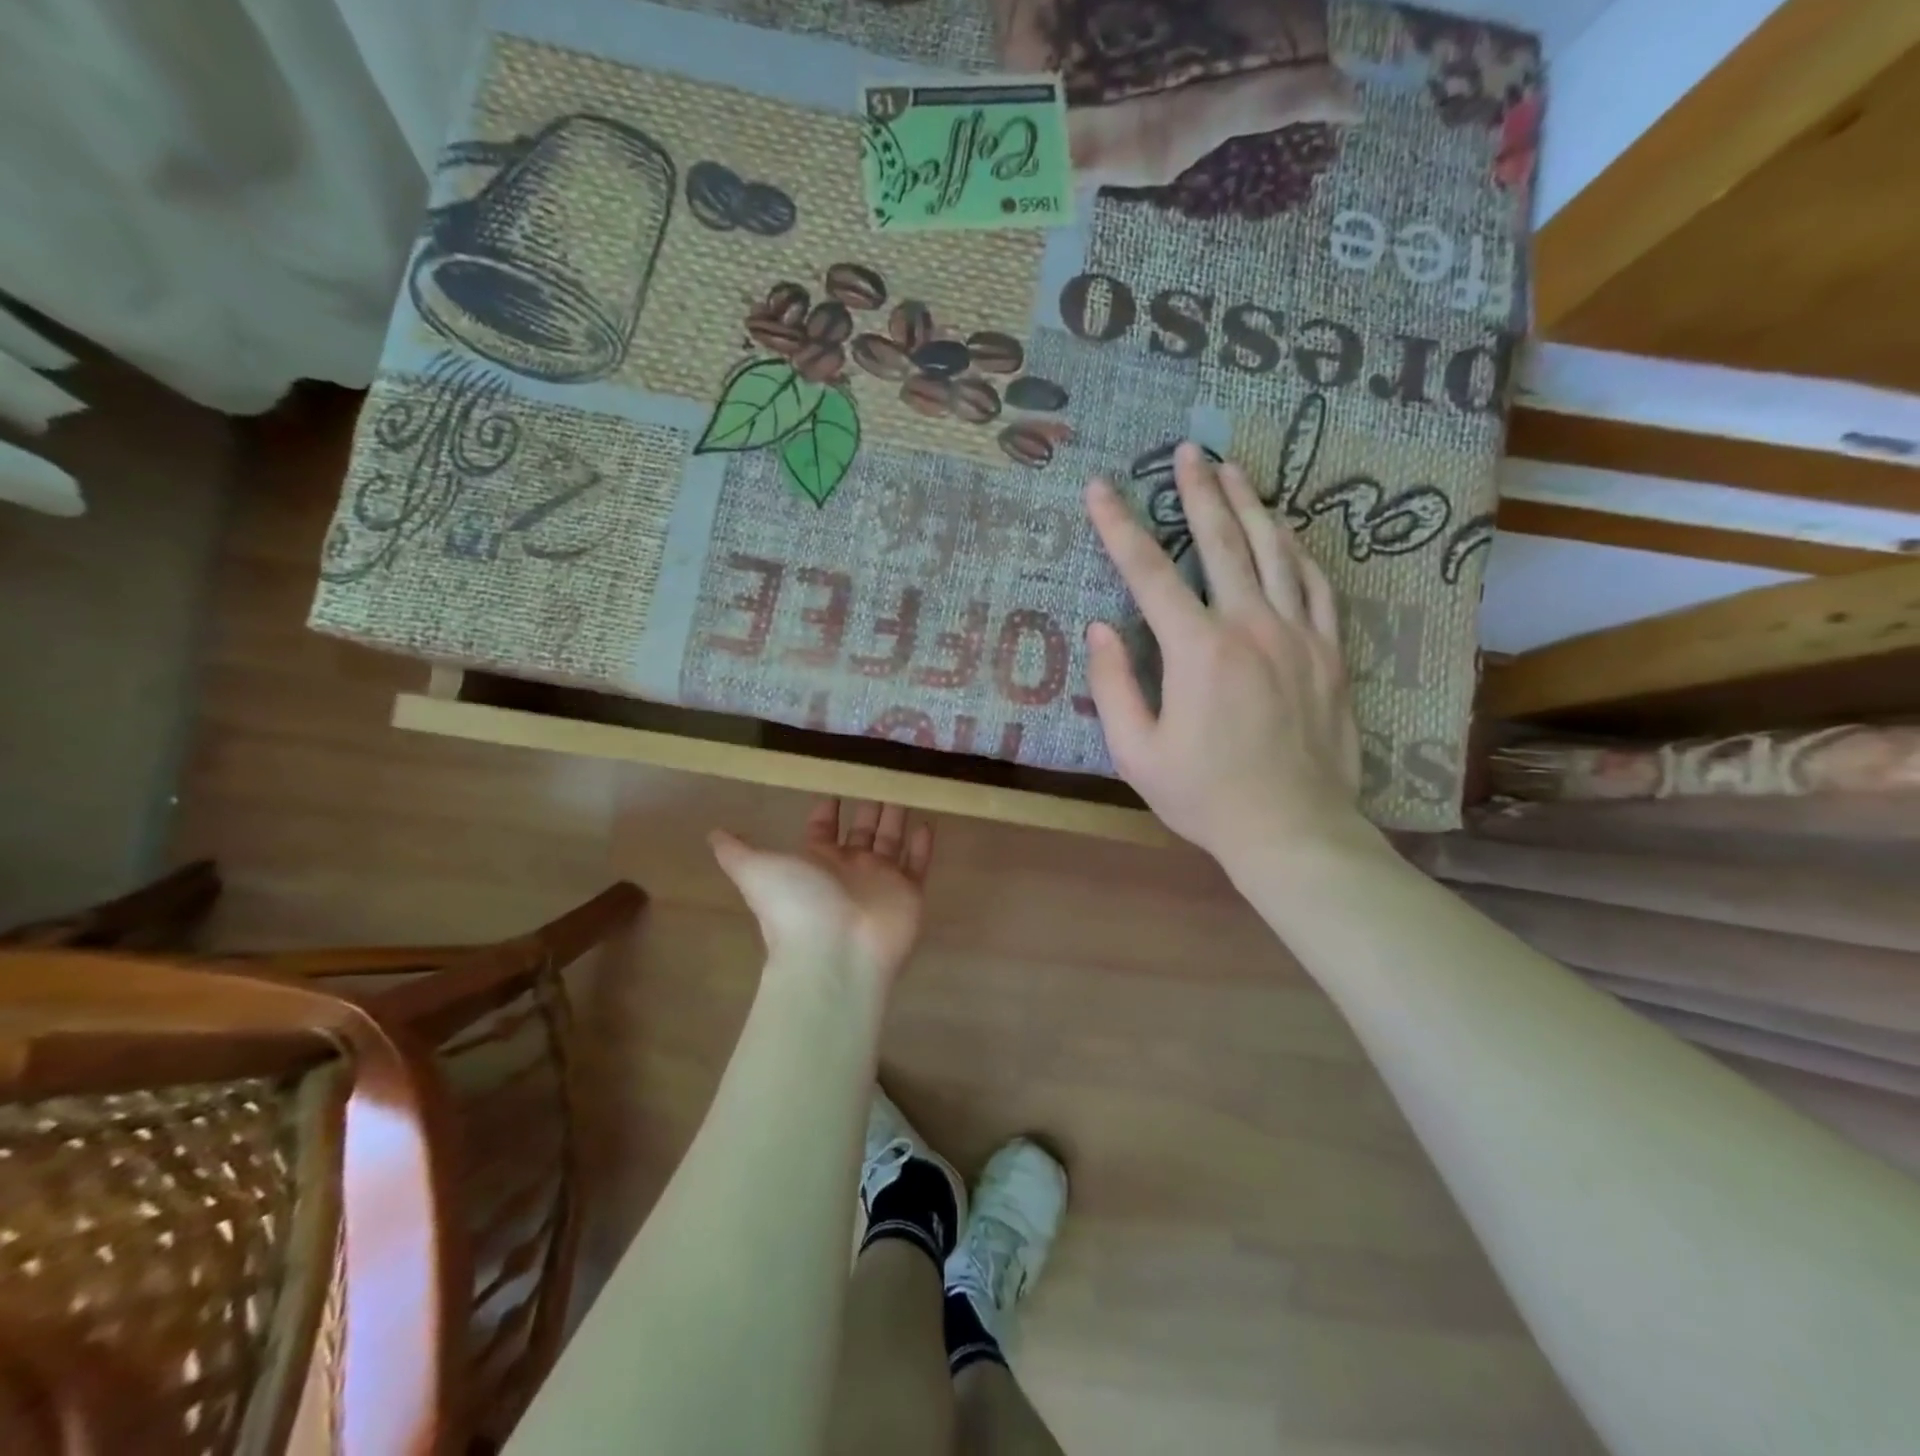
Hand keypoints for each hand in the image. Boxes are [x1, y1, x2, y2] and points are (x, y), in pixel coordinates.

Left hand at [711, 799, 935, 987]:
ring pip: (891, 841)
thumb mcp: (756, 871)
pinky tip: (928, 821)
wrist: (835, 953)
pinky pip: (919, 863)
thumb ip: (737, 851)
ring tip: (905, 785)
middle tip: (880, 772)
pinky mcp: (909, 892)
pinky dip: (923, 844)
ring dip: (896, 816)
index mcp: (816, 861)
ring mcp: (881, 880)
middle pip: (861, 830)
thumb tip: (712, 833)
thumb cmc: (797, 906)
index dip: (828, 807)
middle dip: (869, 804)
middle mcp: (849, 868)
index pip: (823, 827)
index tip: (838, 779)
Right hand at [1084, 442, 1365, 870]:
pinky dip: (1297, 551)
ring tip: (1235, 469)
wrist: (1293, 830)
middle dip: (1198, 491)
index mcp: (1198, 651)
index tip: (1100, 488)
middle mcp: (1251, 626)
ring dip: (1251, 505)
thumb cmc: (1204, 796)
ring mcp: (1299, 635)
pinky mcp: (1330, 652)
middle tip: (1187, 449)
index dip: (1119, 526)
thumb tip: (1101, 628)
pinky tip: (1287, 532)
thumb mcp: (1135, 752)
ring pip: (1275, 551)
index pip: (1149, 573)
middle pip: (1221, 542)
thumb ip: (1114, 685)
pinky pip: (1316, 585)